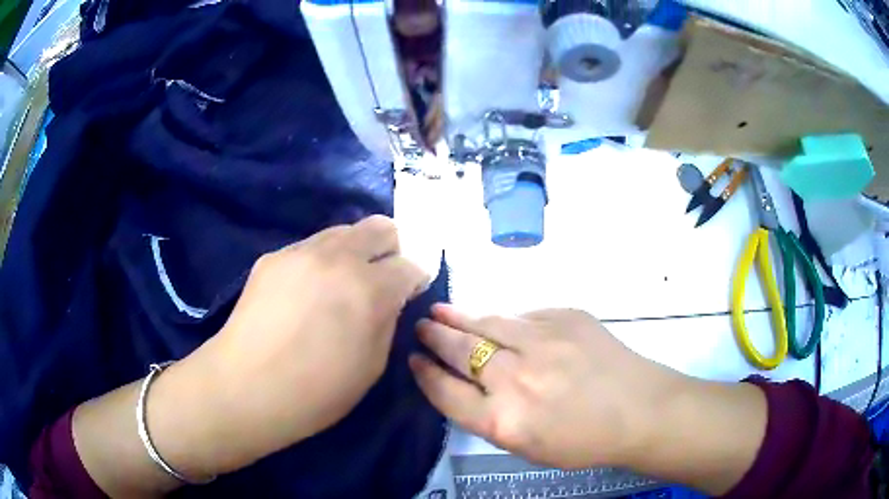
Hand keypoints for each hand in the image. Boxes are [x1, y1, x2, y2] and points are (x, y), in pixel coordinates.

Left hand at [174, 215, 429, 472]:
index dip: (414, 279)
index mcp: (369, 290)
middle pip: (381, 227)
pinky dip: (320, 262)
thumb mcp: (372, 366)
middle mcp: (338, 258)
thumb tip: (389, 297)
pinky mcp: (274, 256)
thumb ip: (388, 321)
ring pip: (344, 231)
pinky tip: (304, 293)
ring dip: (353, 252)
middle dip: (389, 250)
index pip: (410, 264)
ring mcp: (301, 252)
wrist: (246, 387)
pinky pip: (310, 247)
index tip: (408, 293)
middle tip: (378, 279)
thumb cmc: (316, 391)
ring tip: (338, 285)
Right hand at [409, 306, 686, 468]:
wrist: (639, 410)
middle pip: (460, 352)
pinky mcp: (565, 317)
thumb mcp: (527, 446)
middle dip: (434, 338)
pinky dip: (506, 320)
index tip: (414, 360)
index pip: (445, 392)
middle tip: (421, 327)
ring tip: (439, 311)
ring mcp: (541, 342)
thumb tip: (468, 381)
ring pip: (486, 323)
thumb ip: (491, 417)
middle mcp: (515, 379)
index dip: (425, 374)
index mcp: (503, 421)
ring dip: (458, 317)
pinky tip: (499, 322)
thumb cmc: (584, 440)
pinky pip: (524, 316)